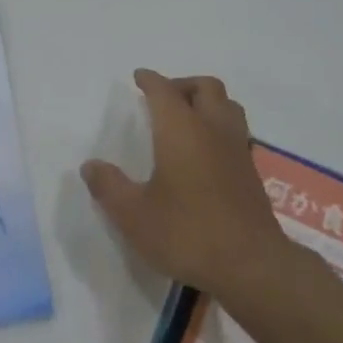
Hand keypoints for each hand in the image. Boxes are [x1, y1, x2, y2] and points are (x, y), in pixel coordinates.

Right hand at [81, 70, 290, 299]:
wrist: (250, 264)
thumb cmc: (186, 233)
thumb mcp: (133, 215)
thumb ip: (109, 187)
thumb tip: (91, 166)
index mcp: (181, 130)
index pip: (164, 91)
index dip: (150, 80)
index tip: (139, 77)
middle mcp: (212, 130)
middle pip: (205, 88)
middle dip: (182, 84)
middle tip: (163, 97)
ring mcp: (237, 150)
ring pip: (227, 106)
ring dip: (207, 101)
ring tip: (187, 118)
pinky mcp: (251, 172)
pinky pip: (236, 131)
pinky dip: (219, 126)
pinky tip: (205, 151)